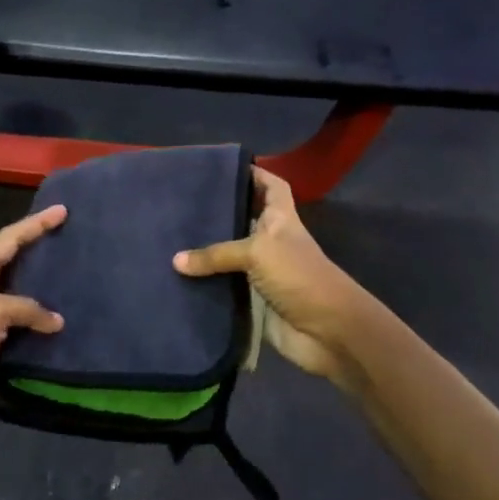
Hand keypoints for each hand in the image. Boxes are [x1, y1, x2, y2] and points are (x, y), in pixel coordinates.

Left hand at [0, 204, 67, 437]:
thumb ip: (26, 308)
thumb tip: (55, 321)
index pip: (8, 239)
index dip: (35, 224)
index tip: (62, 211)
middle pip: (10, 260)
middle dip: (37, 247)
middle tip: (67, 237)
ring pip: (16, 294)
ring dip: (40, 286)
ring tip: (68, 276)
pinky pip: (17, 324)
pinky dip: (36, 320)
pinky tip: (57, 322)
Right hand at [174, 168, 367, 392]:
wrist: (327, 332)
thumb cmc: (299, 276)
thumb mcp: (257, 253)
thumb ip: (216, 254)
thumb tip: (175, 260)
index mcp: (281, 220)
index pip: (272, 187)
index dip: (255, 174)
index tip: (224, 167)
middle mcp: (272, 242)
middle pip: (245, 220)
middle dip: (220, 212)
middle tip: (183, 203)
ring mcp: (263, 273)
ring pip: (231, 256)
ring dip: (208, 252)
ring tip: (171, 237)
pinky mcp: (254, 301)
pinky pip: (225, 288)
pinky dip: (206, 284)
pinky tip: (178, 278)